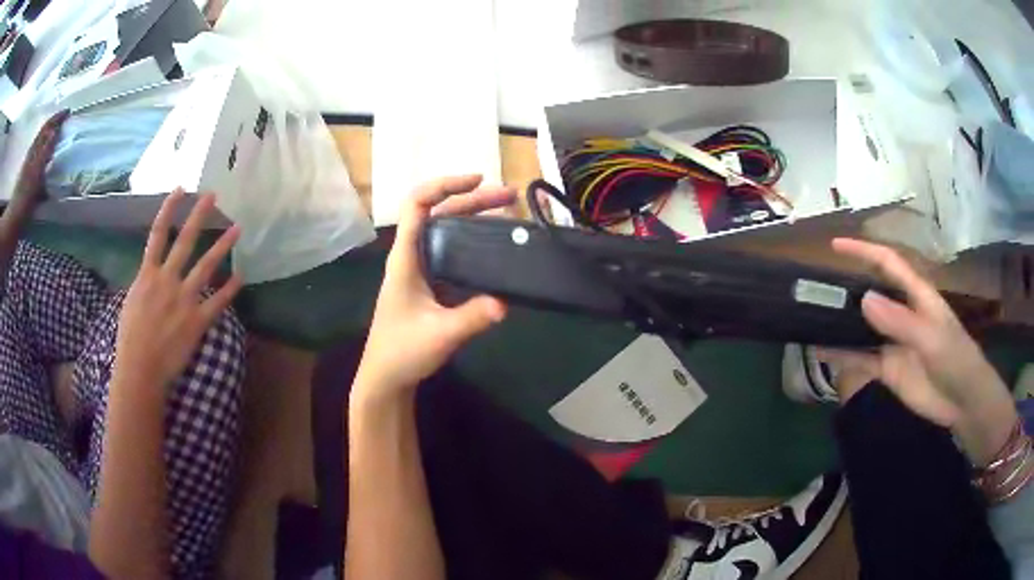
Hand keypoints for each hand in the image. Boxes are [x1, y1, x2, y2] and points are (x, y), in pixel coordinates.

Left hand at [11, 109, 67, 213]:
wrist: (14, 221)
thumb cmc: (25, 196)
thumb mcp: (36, 171)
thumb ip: (45, 150)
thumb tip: (56, 129)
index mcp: (34, 149)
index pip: (48, 126)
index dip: (58, 117)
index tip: (69, 113)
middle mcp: (32, 154)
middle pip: (44, 135)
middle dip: (54, 127)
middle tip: (65, 124)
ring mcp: (29, 168)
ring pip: (41, 148)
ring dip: (49, 141)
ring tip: (58, 141)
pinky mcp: (28, 181)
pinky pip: (39, 162)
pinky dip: (45, 157)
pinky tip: (48, 162)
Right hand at [114, 190, 241, 392]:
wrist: (140, 369)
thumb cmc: (130, 339)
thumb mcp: (131, 303)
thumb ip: (144, 284)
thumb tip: (151, 274)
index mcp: (147, 275)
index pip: (157, 234)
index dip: (168, 209)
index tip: (180, 189)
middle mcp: (166, 281)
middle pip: (185, 241)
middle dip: (199, 216)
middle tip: (213, 195)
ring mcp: (183, 300)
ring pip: (205, 266)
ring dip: (222, 246)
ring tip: (237, 228)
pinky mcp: (197, 321)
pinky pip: (217, 302)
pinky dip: (230, 289)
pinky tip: (241, 276)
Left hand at [355, 175, 513, 401]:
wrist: (386, 377)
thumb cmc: (402, 352)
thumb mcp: (440, 335)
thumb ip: (471, 318)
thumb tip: (505, 303)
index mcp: (405, 258)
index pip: (417, 204)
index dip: (444, 185)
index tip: (478, 180)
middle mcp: (412, 255)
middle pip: (439, 212)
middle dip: (473, 200)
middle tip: (510, 198)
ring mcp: (421, 269)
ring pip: (446, 230)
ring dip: (474, 217)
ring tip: (509, 214)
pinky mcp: (431, 284)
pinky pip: (452, 251)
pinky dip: (473, 240)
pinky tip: (495, 247)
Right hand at [821, 238, 1007, 428]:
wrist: (961, 402)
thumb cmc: (955, 359)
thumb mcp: (931, 338)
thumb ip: (900, 321)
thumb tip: (864, 300)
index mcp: (915, 295)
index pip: (887, 264)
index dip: (863, 251)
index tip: (835, 246)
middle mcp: (901, 313)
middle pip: (870, 293)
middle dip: (846, 287)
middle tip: (814, 289)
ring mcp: (892, 341)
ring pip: (862, 327)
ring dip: (840, 323)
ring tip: (811, 319)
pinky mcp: (887, 368)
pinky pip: (860, 358)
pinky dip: (842, 354)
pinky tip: (822, 352)